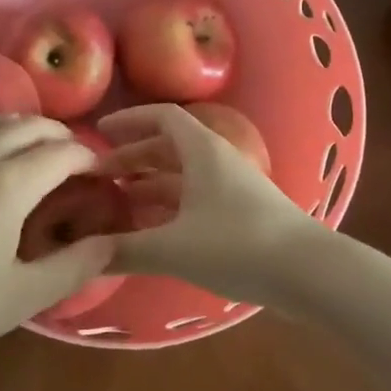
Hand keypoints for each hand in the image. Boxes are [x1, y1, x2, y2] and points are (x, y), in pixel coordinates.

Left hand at [0, 116, 113, 368]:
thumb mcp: (18, 298)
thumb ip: (72, 267)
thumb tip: (111, 242)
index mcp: (9, 183)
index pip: (63, 151)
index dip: (90, 159)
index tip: (103, 176)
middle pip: (32, 125)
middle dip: (62, 136)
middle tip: (76, 164)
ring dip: (27, 128)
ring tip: (37, 154)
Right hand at [99, 103, 323, 304]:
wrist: (308, 272)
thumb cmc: (238, 244)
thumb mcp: (174, 247)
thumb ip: (125, 249)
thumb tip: (81, 254)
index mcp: (202, 150)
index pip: (162, 117)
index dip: (129, 120)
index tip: (98, 132)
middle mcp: (216, 160)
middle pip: (168, 147)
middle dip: (132, 157)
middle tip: (99, 177)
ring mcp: (231, 187)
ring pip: (181, 175)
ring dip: (149, 184)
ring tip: (116, 204)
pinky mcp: (241, 214)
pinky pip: (194, 199)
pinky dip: (168, 207)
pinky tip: (150, 231)